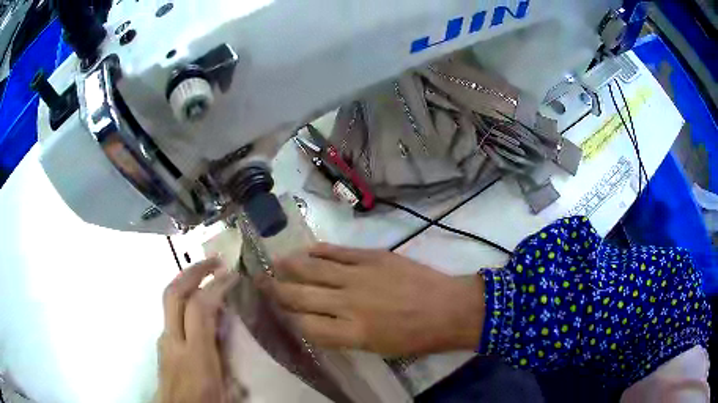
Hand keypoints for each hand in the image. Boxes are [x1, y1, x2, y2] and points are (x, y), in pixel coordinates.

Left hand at [157, 258, 240, 402]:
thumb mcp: (227, 391)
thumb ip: (231, 363)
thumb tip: (237, 341)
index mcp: (195, 357)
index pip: (199, 308)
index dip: (215, 286)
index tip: (233, 275)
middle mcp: (173, 342)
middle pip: (174, 293)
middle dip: (194, 271)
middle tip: (215, 261)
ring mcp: (164, 340)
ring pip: (169, 300)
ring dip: (187, 281)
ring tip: (208, 277)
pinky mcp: (162, 344)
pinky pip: (172, 314)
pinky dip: (184, 300)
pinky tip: (198, 308)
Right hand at [260, 244, 484, 356]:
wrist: (449, 308)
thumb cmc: (416, 337)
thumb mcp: (377, 347)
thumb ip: (344, 335)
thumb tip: (318, 322)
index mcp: (351, 333)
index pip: (305, 326)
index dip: (288, 318)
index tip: (279, 311)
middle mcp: (348, 304)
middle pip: (300, 296)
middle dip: (276, 289)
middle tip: (259, 281)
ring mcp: (359, 276)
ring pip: (313, 269)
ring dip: (289, 265)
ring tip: (274, 261)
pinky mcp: (372, 256)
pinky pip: (337, 251)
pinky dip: (318, 250)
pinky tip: (305, 250)